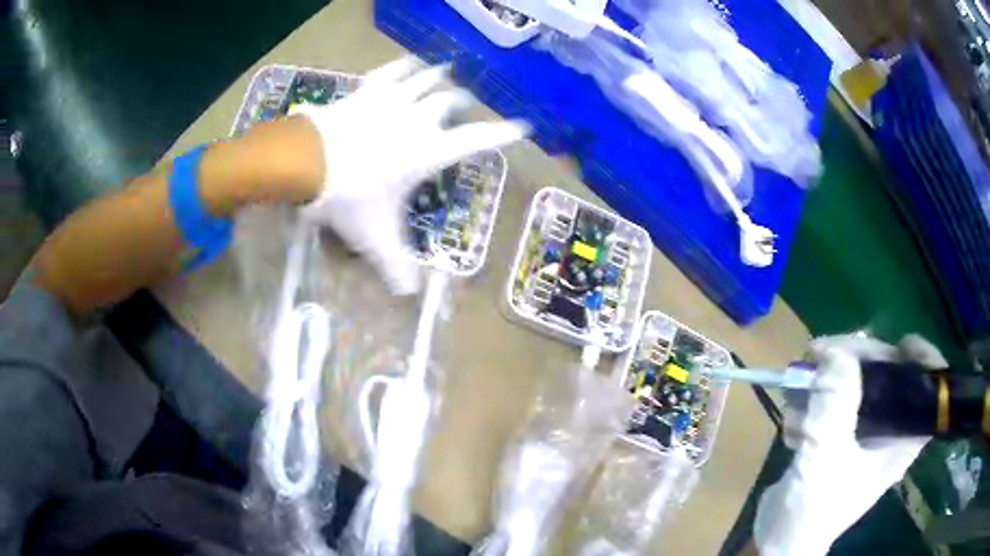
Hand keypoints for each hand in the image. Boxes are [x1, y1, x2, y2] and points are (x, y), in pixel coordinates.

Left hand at [295, 57, 528, 294]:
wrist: (306, 161)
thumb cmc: (348, 197)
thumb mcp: (374, 237)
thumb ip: (396, 266)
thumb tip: (411, 296)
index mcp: (428, 152)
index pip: (475, 140)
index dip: (501, 134)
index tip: (524, 126)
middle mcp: (418, 120)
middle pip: (449, 102)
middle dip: (458, 103)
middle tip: (461, 105)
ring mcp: (392, 100)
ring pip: (425, 80)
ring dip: (438, 78)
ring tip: (446, 73)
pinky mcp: (367, 91)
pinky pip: (392, 71)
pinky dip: (404, 65)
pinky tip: (411, 61)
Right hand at [753, 334, 943, 555]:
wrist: (781, 542)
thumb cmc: (815, 507)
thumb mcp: (826, 456)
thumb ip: (834, 404)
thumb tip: (834, 352)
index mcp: (902, 438)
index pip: (930, 389)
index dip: (924, 359)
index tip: (901, 343)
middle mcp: (889, 431)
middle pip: (887, 375)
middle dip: (855, 359)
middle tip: (820, 353)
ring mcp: (863, 434)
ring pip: (857, 384)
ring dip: (826, 380)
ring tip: (798, 384)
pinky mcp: (840, 437)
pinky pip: (834, 402)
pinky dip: (813, 402)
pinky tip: (792, 419)